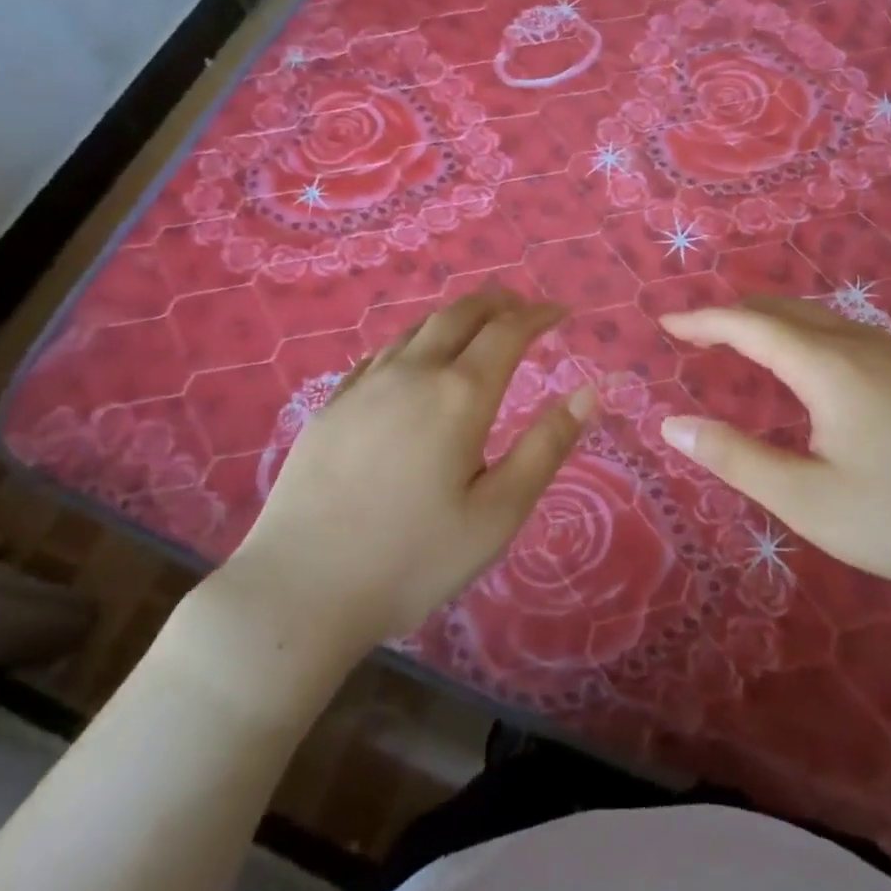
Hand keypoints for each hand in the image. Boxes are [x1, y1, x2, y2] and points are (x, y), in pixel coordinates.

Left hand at [222, 289, 594, 660]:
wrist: (301, 588)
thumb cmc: (413, 558)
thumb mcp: (499, 513)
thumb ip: (547, 447)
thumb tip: (589, 392)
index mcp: (459, 394)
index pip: (508, 331)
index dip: (539, 315)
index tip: (562, 312)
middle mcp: (412, 373)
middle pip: (461, 314)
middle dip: (498, 303)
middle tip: (523, 308)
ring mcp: (365, 385)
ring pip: (418, 328)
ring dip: (456, 317)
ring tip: (476, 326)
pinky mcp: (332, 405)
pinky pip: (382, 353)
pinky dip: (415, 341)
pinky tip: (413, 360)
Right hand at [659, 298, 890, 608]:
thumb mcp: (808, 499)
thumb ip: (736, 458)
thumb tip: (672, 425)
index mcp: (829, 367)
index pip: (750, 325)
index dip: (703, 321)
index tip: (665, 325)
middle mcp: (863, 347)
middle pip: (786, 310)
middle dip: (735, 314)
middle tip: (697, 332)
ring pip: (822, 319)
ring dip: (774, 322)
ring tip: (744, 342)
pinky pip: (848, 335)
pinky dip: (807, 335)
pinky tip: (814, 368)